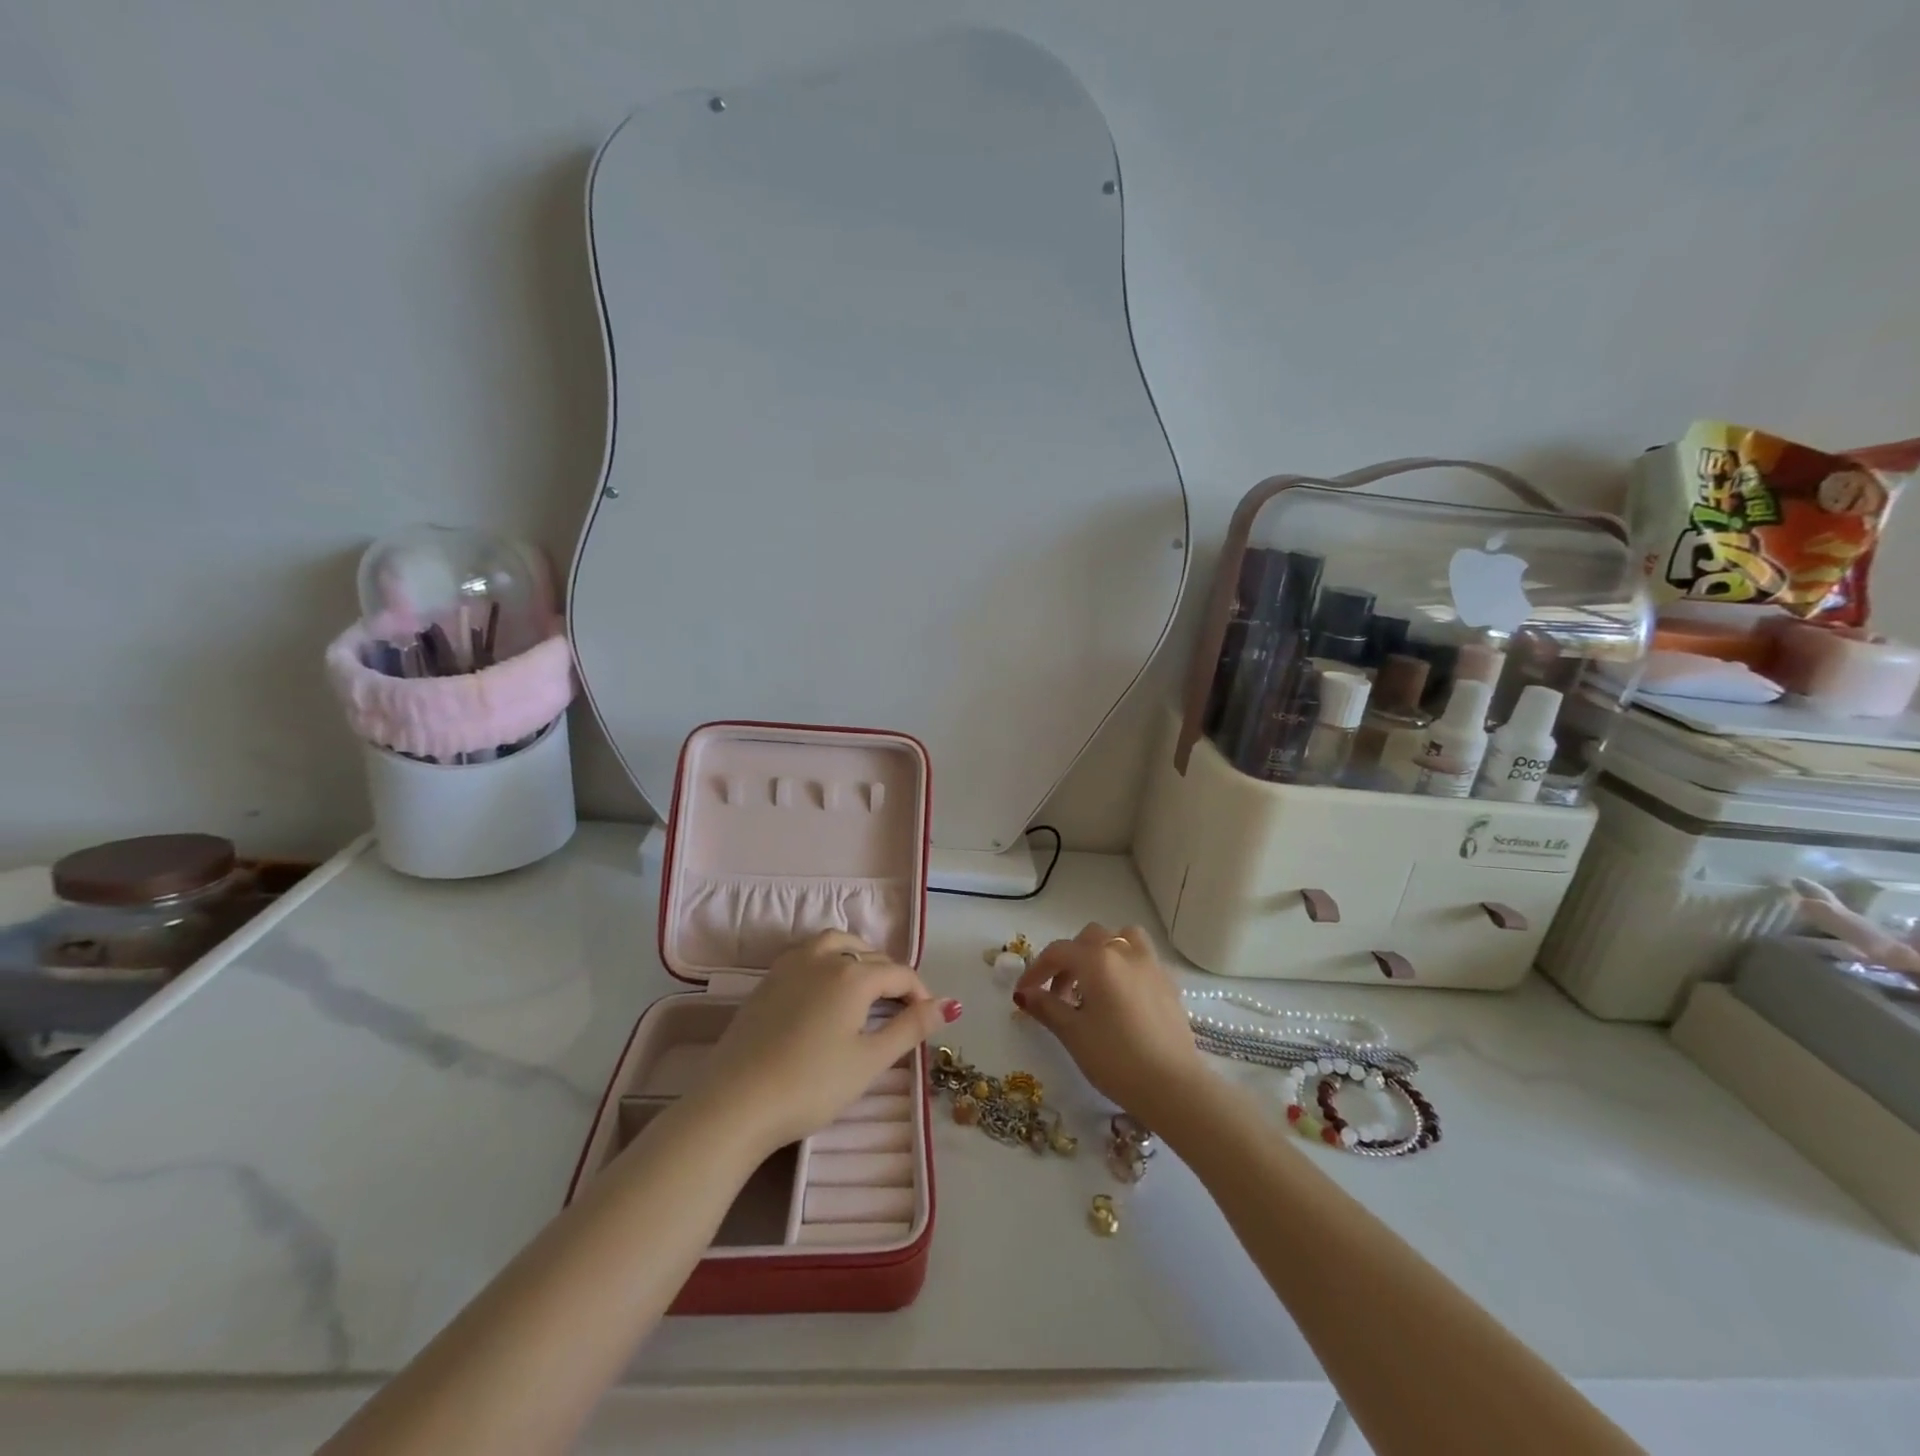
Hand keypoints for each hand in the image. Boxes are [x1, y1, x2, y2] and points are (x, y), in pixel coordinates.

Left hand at [689, 929, 959, 1154]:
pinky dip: (828, 961)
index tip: (929, 1019)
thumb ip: (911, 1028)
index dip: (920, 994)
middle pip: (869, 956)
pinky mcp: (767, 981)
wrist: (735, 1103)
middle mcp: (823, 958)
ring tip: (866, 987)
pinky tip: (826, 992)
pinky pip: (808, 954)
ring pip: (835, 944)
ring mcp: (790, 966)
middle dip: (892, 978)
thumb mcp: (869, 1061)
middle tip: (901, 1010)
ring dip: (858, 957)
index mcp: (853, 975)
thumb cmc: (811, 1085)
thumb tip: (950, 1005)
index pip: (899, 974)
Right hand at [1013, 923, 1208, 1126]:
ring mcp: (1151, 965)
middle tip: (1058, 993)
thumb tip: (1025, 993)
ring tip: (1093, 983)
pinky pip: (1142, 958)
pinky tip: (1120, 997)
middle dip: (1068, 959)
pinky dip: (1125, 965)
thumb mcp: (1073, 1034)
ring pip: (1122, 938)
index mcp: (1097, 959)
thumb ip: (1046, 1007)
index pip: (1058, 952)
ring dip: (1102, 951)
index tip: (1023, 992)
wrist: (1174, 1087)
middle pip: (1089, 938)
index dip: (1035, 970)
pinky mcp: (1169, 984)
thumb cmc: (1115, 1059)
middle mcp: (1125, 952)